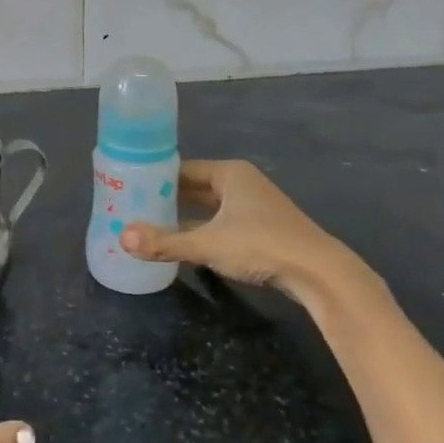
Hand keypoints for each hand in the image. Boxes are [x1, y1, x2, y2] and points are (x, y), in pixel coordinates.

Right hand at [121, 159, 385, 314]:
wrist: (320, 274)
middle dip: (167, 196)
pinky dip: (203, 228)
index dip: (156, 177)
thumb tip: (122, 238)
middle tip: (134, 206)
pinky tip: (185, 242)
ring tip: (152, 224)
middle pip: (195, 186)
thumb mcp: (207, 244)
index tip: (128, 186)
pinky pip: (222, 221)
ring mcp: (255, 206)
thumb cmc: (261, 245)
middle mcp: (242, 183)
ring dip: (185, 214)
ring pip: (209, 206)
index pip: (182, 168)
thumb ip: (165, 242)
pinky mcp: (264, 229)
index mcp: (229, 173)